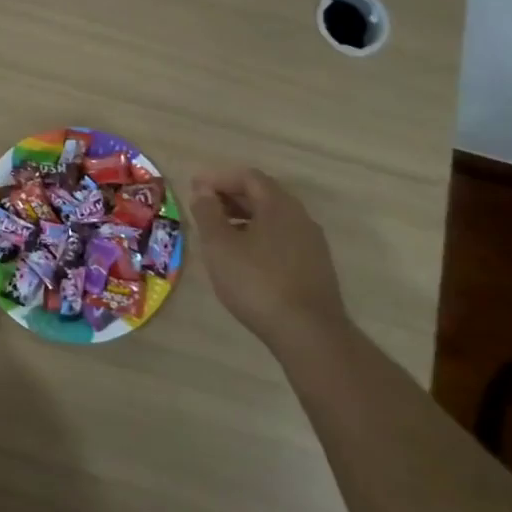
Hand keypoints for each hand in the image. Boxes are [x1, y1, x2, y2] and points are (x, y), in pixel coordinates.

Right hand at [188, 167, 348, 345]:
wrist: (309, 334)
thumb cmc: (257, 282)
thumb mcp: (220, 245)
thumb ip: (208, 213)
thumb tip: (202, 190)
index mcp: (279, 205)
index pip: (248, 177)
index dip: (219, 178)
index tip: (195, 188)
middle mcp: (300, 217)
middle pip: (263, 195)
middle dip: (230, 197)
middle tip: (203, 208)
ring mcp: (312, 243)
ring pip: (273, 219)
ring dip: (244, 218)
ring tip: (219, 234)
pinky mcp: (315, 267)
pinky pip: (282, 239)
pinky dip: (259, 237)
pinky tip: (244, 259)